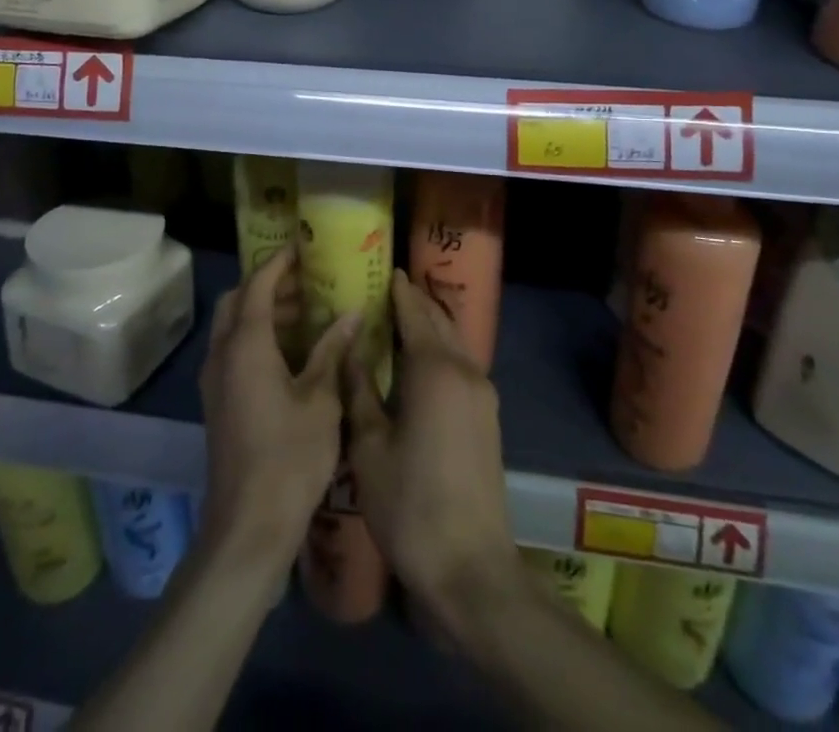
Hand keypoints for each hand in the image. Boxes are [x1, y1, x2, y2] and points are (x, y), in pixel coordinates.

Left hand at [197, 247, 357, 568]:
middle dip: (268, 285)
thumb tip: (352, 313)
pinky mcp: (218, 402)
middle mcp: (222, 354)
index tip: (303, 247)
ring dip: (262, 311)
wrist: (248, 526)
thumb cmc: (290, 457)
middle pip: (238, 300)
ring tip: (307, 314)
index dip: (279, 262)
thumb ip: (332, 350)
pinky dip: (257, 337)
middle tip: (307, 283)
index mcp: (245, 344)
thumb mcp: (321, 400)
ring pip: (232, 326)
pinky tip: (291, 353)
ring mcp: (215, 380)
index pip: (257, 284)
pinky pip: (233, 350)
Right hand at [346, 268, 514, 619]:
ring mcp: (483, 396)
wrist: (470, 570)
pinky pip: (463, 365)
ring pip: (456, 343)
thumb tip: (349, 349)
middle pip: (440, 322)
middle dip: (417, 301)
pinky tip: (421, 363)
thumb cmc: (410, 505)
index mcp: (435, 370)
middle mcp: (465, 372)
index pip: (415, 313)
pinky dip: (442, 350)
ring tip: (402, 319)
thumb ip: (359, 391)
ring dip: (432, 325)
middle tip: (389, 289)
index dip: (399, 290)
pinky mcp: (488, 419)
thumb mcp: (369, 447)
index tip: (384, 269)